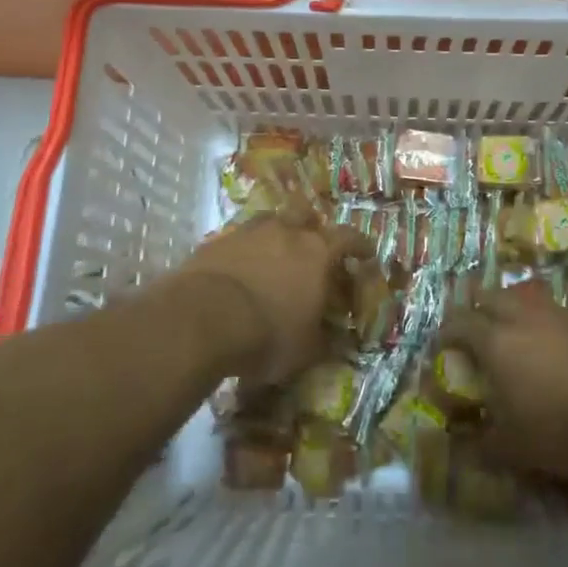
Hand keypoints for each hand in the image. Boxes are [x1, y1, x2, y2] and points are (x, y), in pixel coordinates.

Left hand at [171, 206, 371, 381]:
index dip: (360, 244)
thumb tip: (336, 340)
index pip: (349, 238)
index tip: (365, 253)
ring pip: (269, 221)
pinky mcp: (215, 241)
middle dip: (311, 228)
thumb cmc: (267, 334)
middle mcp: (286, 231)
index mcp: (317, 252)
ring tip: (272, 254)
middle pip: (306, 215)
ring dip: (275, 234)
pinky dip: (242, 250)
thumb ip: (323, 340)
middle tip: (311, 246)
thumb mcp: (305, 350)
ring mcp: (248, 232)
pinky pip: (237, 238)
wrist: (202, 318)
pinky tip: (238, 269)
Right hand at [442, 286, 567, 480]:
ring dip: (516, 308)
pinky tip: (563, 335)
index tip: (442, 344)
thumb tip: (456, 446)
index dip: (446, 332)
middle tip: (476, 324)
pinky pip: (564, 308)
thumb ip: (479, 445)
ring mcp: (559, 311)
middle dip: (478, 306)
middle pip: (490, 296)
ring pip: (527, 297)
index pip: (458, 324)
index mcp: (494, 342)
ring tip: (518, 326)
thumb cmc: (561, 429)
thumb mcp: (513, 449)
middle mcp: (522, 316)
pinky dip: (556, 319)